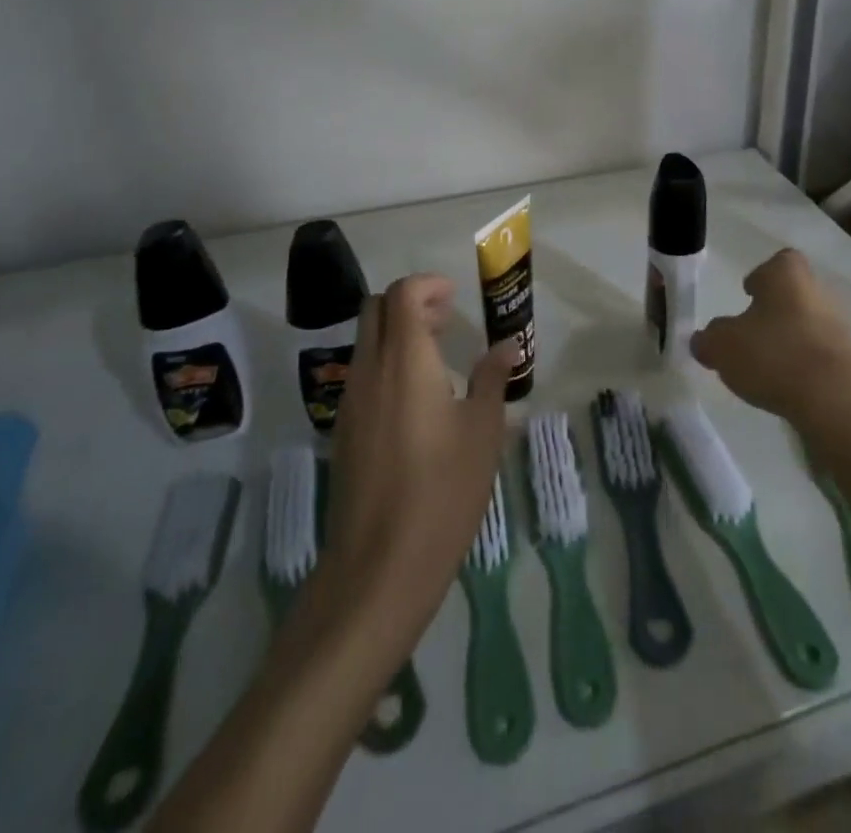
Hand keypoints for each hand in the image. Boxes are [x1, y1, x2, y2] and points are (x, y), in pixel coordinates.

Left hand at [322, 274, 517, 633]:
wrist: (379, 565)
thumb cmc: (443, 490)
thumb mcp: (483, 432)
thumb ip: (493, 379)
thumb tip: (507, 346)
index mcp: (405, 361)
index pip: (402, 294)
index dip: (428, 285)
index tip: (456, 297)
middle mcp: (370, 370)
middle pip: (375, 308)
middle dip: (409, 302)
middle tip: (446, 319)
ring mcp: (350, 400)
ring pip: (366, 340)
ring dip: (396, 332)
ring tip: (436, 356)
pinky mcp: (343, 429)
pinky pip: (361, 373)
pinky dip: (385, 362)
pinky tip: (416, 398)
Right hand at [692, 249, 850, 428]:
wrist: (837, 404)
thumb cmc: (774, 356)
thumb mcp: (722, 346)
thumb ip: (708, 339)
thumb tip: (703, 340)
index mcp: (788, 277)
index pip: (780, 261)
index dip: (762, 275)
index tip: (748, 293)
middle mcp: (819, 294)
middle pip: (794, 295)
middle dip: (773, 311)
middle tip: (750, 334)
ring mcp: (841, 330)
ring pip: (808, 326)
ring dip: (789, 341)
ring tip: (765, 367)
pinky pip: (820, 358)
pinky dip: (803, 368)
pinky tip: (786, 388)